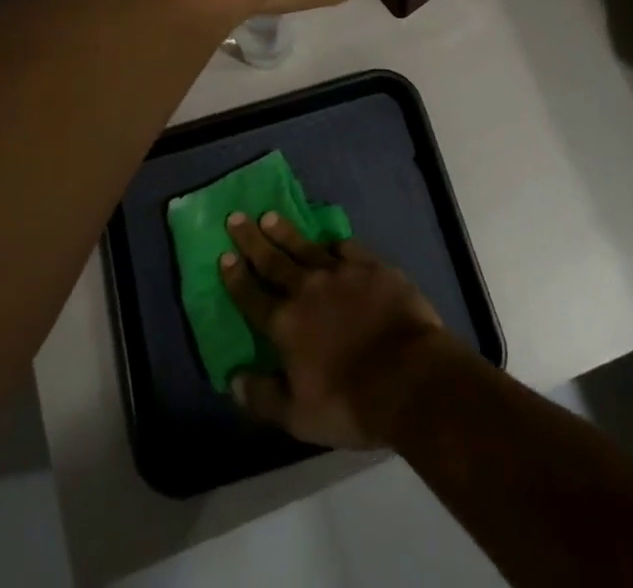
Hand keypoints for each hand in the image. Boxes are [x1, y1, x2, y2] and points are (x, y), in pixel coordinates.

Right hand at [219, 212, 453, 448]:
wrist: (409, 377)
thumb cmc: (350, 403)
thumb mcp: (299, 416)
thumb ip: (263, 396)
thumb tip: (233, 379)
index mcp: (285, 324)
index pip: (251, 296)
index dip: (235, 277)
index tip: (223, 255)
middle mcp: (306, 289)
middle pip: (273, 260)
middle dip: (252, 240)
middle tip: (236, 217)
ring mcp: (340, 273)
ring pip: (305, 247)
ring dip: (285, 232)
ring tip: (270, 216)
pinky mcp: (371, 266)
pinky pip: (347, 248)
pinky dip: (334, 243)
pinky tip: (329, 239)